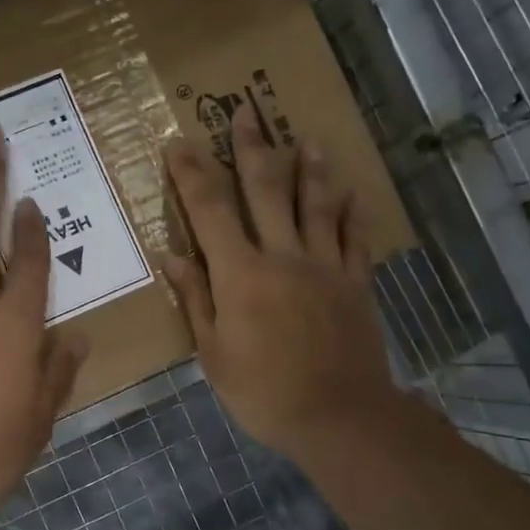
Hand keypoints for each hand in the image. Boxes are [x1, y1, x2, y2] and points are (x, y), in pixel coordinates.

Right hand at [162, 107, 400, 462]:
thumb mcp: (214, 354)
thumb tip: (173, 256)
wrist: (339, 417)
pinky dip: (351, 212)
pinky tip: (352, 192)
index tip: (179, 143)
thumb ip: (196, 300)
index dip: (192, 173)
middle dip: (252, 148)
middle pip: (266, 190)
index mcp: (241, 274)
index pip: (210, 210)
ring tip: (307, 138)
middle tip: (246, 112)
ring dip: (310, 167)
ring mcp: (325, 265)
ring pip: (317, 203)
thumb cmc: (264, 391)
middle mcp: (283, 256)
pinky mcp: (355, 282)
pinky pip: (354, 238)